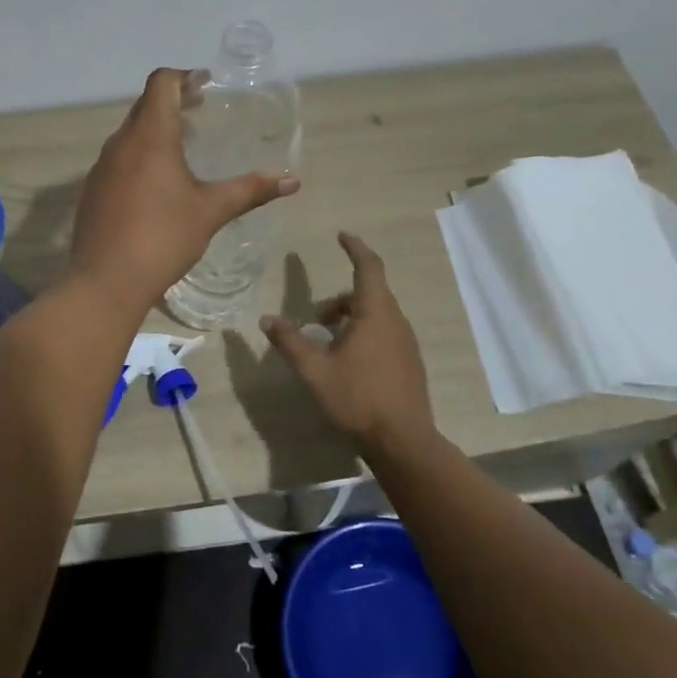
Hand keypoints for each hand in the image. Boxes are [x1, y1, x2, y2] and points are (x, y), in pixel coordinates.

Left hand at [71, 68, 299, 308]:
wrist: (105, 280)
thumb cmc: (163, 237)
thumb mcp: (211, 211)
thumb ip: (250, 190)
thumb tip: (292, 180)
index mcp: (150, 137)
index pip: (161, 83)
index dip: (184, 76)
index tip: (206, 85)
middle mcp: (121, 143)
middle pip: (145, 105)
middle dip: (173, 101)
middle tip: (200, 111)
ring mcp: (102, 167)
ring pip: (129, 133)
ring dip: (155, 129)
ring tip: (183, 146)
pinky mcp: (93, 190)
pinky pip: (118, 159)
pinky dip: (139, 155)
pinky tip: (156, 183)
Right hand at [263, 233, 435, 450]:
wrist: (403, 441)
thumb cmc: (357, 398)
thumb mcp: (314, 370)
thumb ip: (290, 341)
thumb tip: (267, 319)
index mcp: (375, 314)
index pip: (368, 267)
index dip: (355, 248)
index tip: (342, 236)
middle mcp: (395, 322)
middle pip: (368, 294)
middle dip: (339, 299)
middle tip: (315, 320)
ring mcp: (406, 344)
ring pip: (376, 315)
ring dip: (350, 319)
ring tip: (326, 345)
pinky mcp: (409, 363)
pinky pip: (384, 333)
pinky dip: (363, 334)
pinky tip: (347, 364)